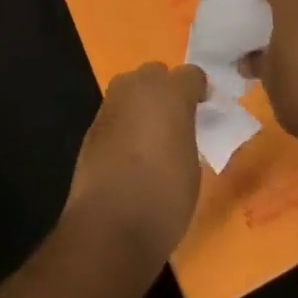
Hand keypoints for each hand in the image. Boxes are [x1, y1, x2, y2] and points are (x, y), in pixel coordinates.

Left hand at [64, 62, 207, 264]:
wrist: (110, 224)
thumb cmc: (165, 197)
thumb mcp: (192, 164)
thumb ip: (186, 133)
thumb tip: (178, 129)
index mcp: (170, 93)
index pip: (191, 75)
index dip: (199, 91)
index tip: (204, 110)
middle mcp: (138, 87)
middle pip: (155, 73)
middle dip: (166, 90)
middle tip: (176, 120)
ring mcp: (111, 104)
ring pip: (131, 88)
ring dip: (142, 103)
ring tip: (152, 135)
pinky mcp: (93, 124)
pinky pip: (116, 112)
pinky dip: (125, 122)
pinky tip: (129, 151)